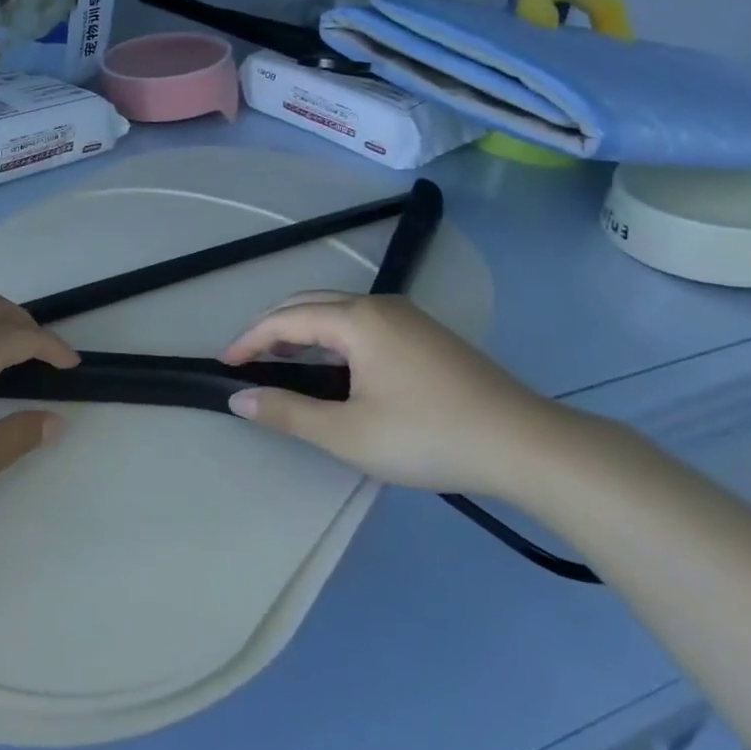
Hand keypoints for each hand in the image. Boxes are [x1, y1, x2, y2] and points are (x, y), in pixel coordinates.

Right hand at [219, 292, 569, 495]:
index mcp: (356, 320)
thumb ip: (288, 413)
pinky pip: (361, 323)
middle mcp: (379, 306)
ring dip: (302, 331)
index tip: (224, 363)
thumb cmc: (428, 436)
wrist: (526, 445)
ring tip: (281, 363)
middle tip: (247, 359)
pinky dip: (331, 337)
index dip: (249, 339)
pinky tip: (332, 367)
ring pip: (337, 311)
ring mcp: (407, 317)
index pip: (286, 320)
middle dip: (272, 328)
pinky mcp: (426, 335)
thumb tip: (239, 398)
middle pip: (309, 304)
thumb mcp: (348, 433)